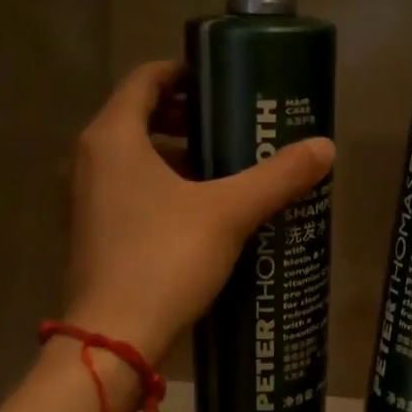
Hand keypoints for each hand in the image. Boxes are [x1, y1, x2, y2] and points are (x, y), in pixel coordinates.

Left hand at [65, 61, 333, 360]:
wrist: (114, 339)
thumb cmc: (164, 259)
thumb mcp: (229, 213)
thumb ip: (277, 177)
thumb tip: (326, 148)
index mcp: (113, 138)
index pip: (145, 79)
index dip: (184, 72)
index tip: (223, 80)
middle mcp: (90, 160)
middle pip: (139, 117)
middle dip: (187, 116)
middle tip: (234, 125)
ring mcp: (86, 200)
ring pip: (134, 157)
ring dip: (177, 154)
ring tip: (226, 167)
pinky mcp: (93, 233)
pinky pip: (129, 190)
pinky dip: (163, 186)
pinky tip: (203, 211)